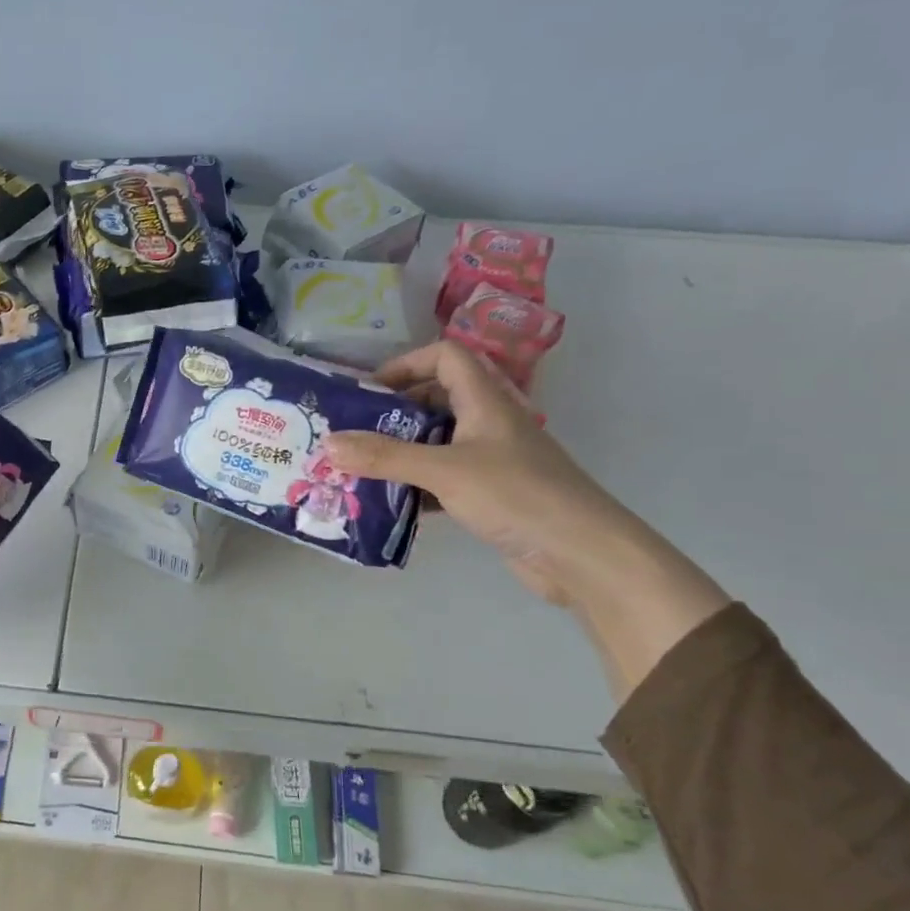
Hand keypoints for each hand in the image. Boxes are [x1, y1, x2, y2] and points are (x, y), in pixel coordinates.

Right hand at [323, 341, 642, 605]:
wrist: (581, 553)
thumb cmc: (515, 495)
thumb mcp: (443, 471)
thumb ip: (384, 456)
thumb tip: (328, 443)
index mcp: (485, 401)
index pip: (445, 357)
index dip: (407, 363)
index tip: (370, 391)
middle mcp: (489, 423)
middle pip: (436, 399)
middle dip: (394, 413)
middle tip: (355, 434)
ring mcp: (493, 460)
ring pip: (438, 442)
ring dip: (401, 452)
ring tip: (362, 469)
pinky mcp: (492, 494)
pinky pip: (444, 479)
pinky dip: (417, 486)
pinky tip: (391, 504)